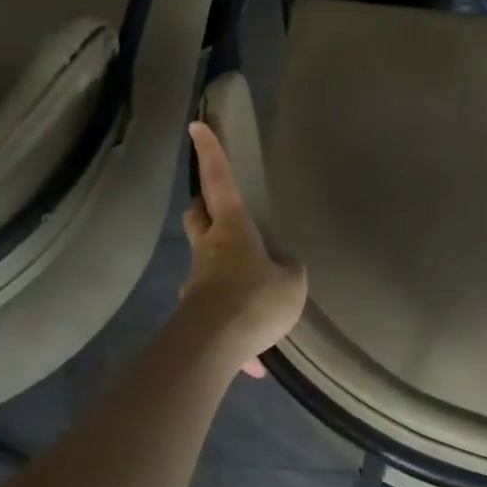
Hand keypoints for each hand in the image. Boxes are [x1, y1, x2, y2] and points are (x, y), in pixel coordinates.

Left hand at [175, 121, 307, 378]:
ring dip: (224, 272)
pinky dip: (234, 332)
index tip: (195, 127)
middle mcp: (210, 250)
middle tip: (218, 210)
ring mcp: (198, 283)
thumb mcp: (291, 282)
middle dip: (204, 208)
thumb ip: (289, 269)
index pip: (219, 180)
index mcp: (232, 229)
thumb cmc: (255, 298)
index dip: (210, 152)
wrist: (213, 347)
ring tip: (255, 300)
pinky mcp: (196, 316)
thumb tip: (282, 268)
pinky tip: (252, 359)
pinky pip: (218, 316)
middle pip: (197, 217)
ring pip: (206, 266)